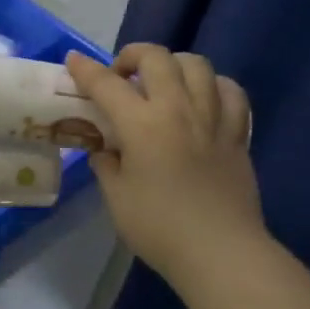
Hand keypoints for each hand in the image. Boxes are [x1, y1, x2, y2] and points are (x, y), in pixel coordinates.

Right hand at [66, 46, 267, 292]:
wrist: (221, 253)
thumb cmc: (160, 228)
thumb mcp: (117, 198)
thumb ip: (107, 165)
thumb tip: (106, 150)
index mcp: (141, 124)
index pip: (106, 84)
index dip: (85, 69)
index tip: (73, 60)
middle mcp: (178, 109)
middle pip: (156, 58)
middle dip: (133, 55)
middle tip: (121, 75)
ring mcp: (212, 118)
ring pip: (197, 65)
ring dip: (173, 65)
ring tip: (163, 83)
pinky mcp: (237, 134)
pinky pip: (231, 92)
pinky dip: (214, 86)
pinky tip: (204, 98)